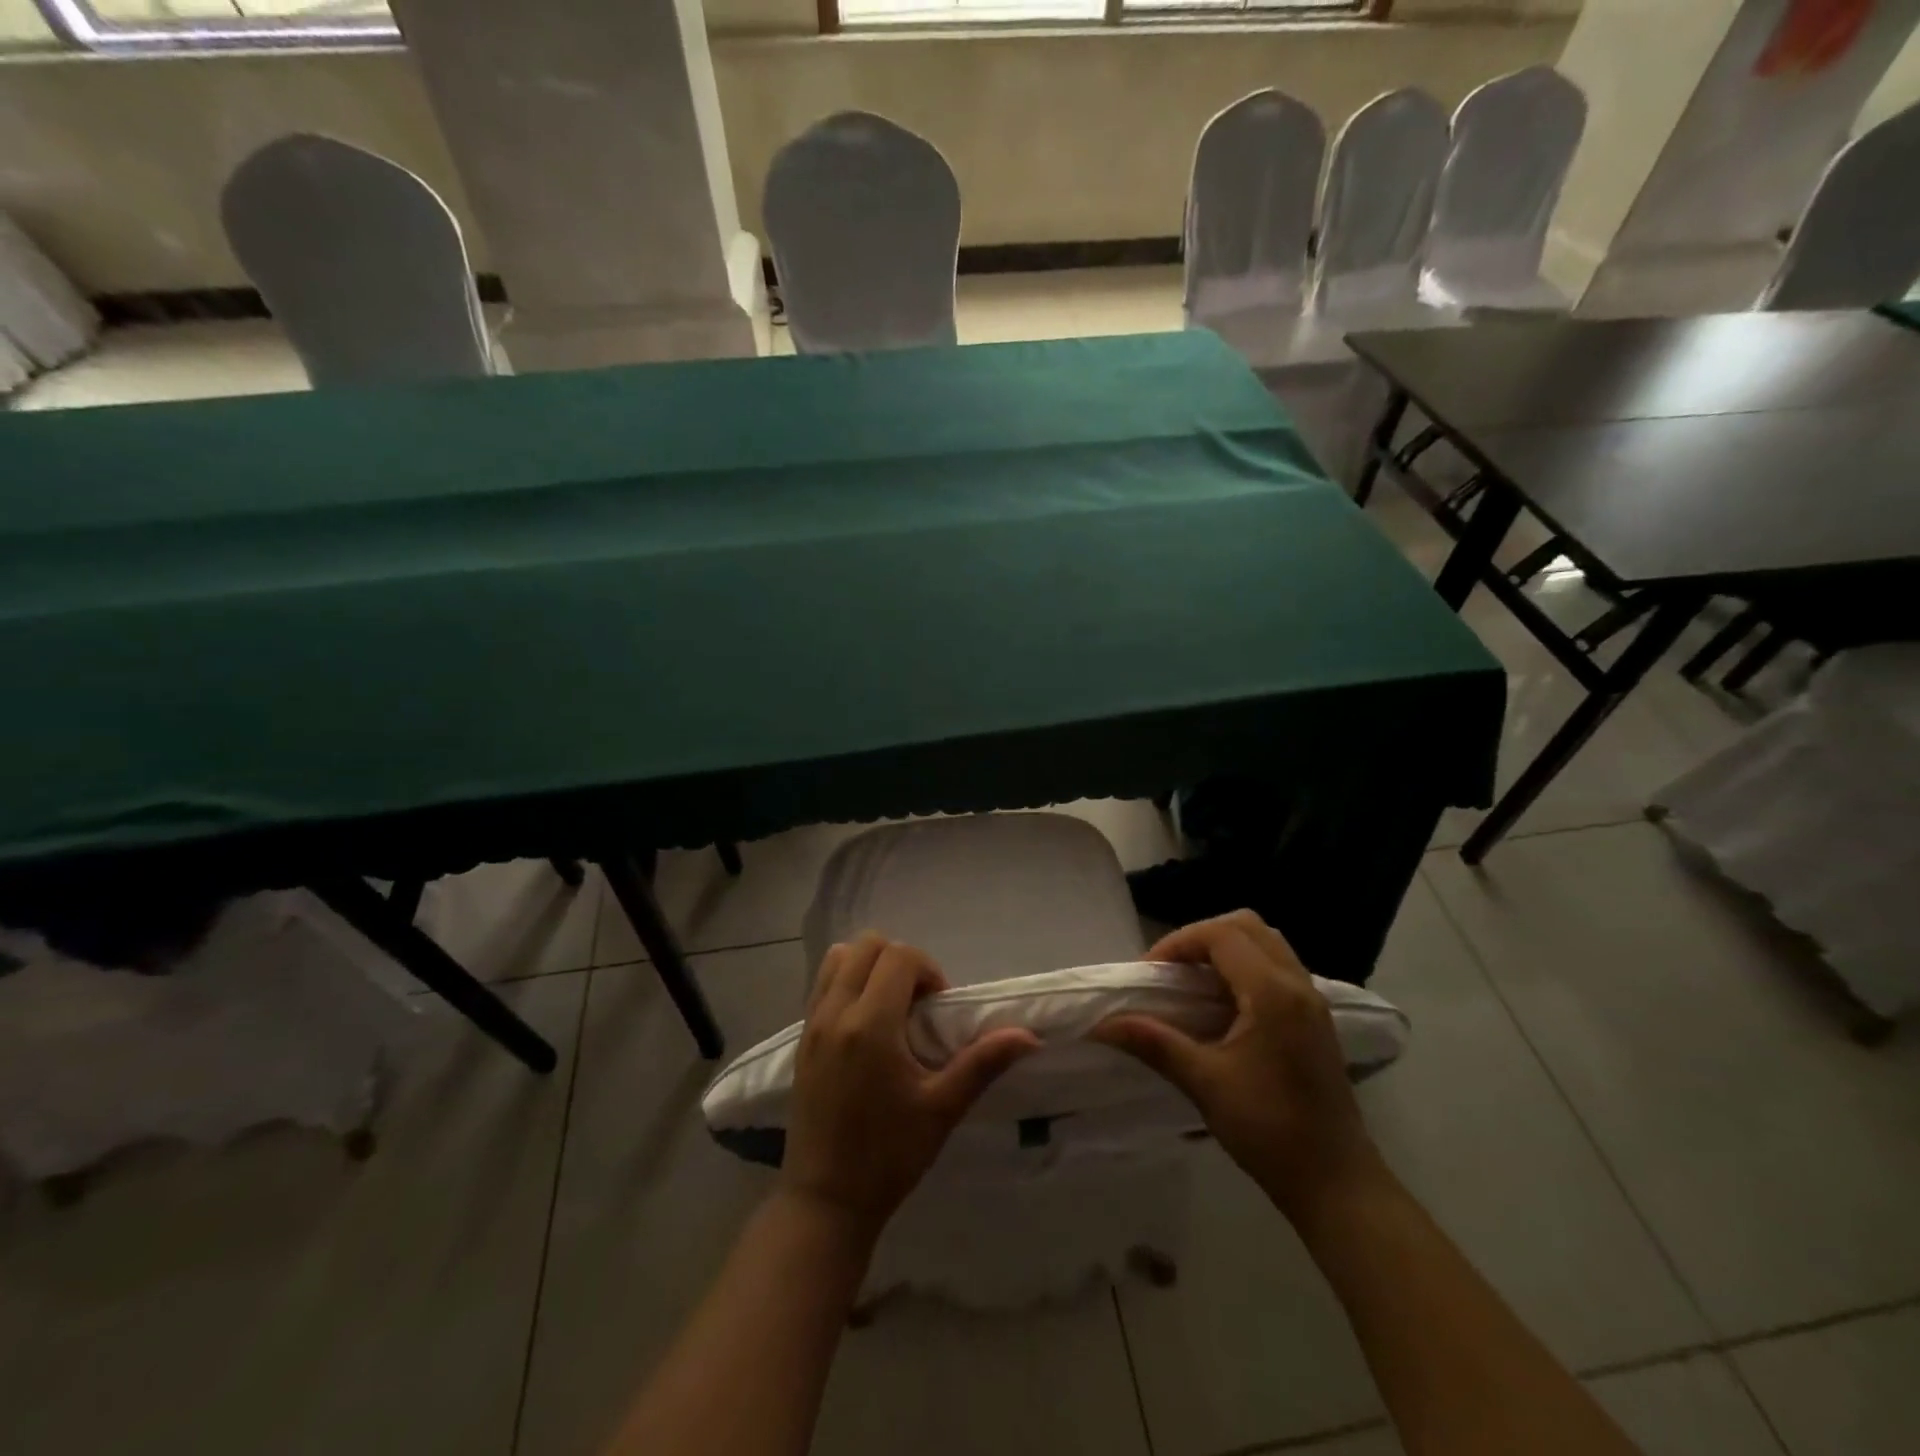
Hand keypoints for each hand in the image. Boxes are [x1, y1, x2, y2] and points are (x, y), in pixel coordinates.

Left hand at [781, 933, 1038, 1241]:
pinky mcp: (800, 1039)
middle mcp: (836, 1013)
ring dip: (869, 967)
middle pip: (866, 946)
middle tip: (918, 1004)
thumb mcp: (941, 1109)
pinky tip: (866, 1025)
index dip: (928, 970)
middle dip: (900, 961)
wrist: (825, 1201)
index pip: (899, 957)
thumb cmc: (888, 1156)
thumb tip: (1028, 1035)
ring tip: (890, 1007)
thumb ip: (983, 1063)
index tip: (938, 1008)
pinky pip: (822, 985)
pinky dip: (847, 983)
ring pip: (838, 959)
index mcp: (871, 1025)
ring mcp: (812, 1024)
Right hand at [1091, 910, 1388, 1225]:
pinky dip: (1244, 966)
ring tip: (1191, 980)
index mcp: (1273, 993)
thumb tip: (1102, 1024)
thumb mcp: (1205, 1083)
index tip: (1148, 974)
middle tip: (1169, 969)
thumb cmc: (1270, 1130)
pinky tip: (1221, 1002)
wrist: (1337, 1184)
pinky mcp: (1315, 1018)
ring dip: (1224, 948)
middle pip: (1246, 926)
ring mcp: (1312, 1000)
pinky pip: (1276, 966)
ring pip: (1264, 942)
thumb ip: (1154, 1043)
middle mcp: (1297, 984)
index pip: (1221, 935)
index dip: (1178, 943)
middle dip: (1201, 937)